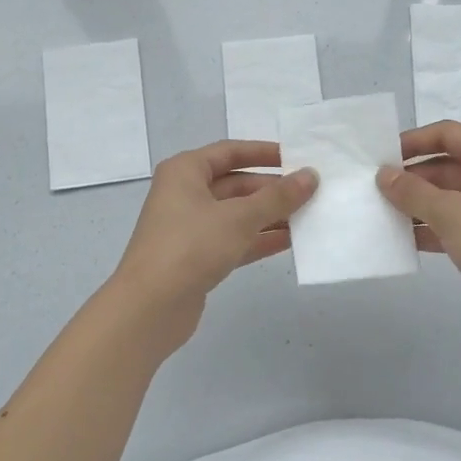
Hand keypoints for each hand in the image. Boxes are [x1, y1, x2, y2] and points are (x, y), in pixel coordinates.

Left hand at [110, 140, 317, 343]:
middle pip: (236, 184)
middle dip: (272, 189)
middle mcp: (185, 194)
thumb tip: (310, 175)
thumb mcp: (239, 217)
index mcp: (185, 171)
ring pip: (237, 214)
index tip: (297, 158)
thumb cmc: (191, 247)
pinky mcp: (197, 258)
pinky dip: (259, 239)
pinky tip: (291, 241)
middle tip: (311, 192)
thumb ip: (278, 197)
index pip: (230, 152)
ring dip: (270, 215)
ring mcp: (190, 228)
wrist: (149, 308)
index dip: (264, 153)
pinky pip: (234, 240)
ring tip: (309, 216)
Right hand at [377, 122, 460, 342]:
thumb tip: (384, 175)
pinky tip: (401, 239)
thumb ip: (413, 192)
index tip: (381, 156)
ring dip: (417, 204)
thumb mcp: (451, 213)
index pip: (448, 134)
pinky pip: (452, 223)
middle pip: (445, 166)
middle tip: (373, 189)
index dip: (414, 141)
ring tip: (379, 213)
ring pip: (447, 197)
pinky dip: (429, 228)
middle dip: (411, 177)